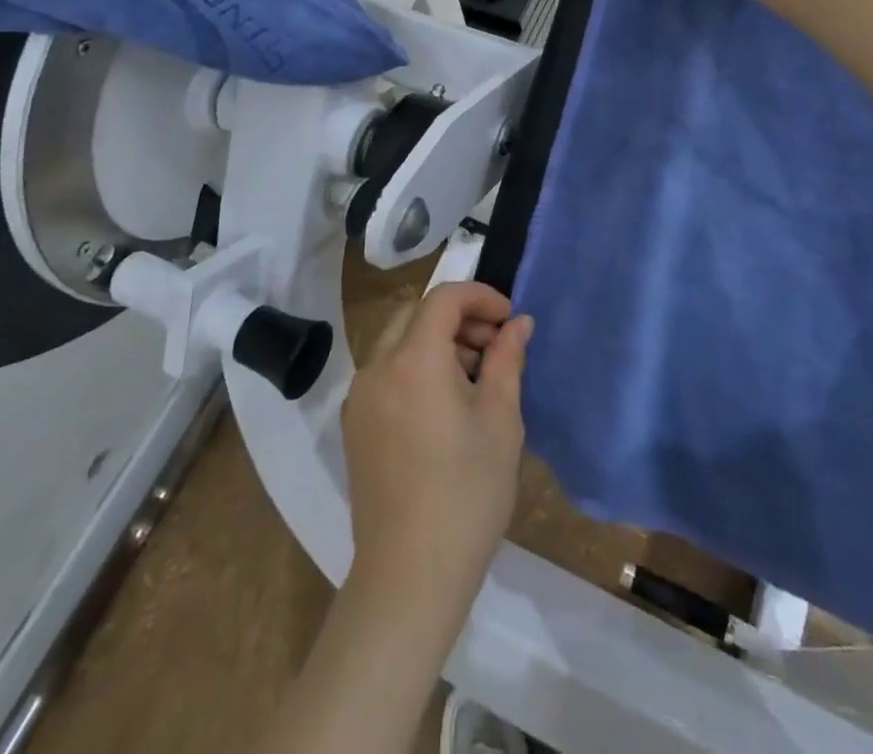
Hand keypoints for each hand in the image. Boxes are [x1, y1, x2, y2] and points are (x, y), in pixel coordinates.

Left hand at [342, 282, 532, 607]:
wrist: (409, 576)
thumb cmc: (467, 493)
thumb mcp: (501, 420)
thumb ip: (508, 359)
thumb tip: (519, 323)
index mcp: (414, 359)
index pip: (444, 298)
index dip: (481, 297)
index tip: (510, 320)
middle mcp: (377, 366)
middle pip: (416, 312)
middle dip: (458, 317)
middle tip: (494, 347)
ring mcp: (359, 396)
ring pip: (398, 340)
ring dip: (436, 340)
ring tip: (474, 378)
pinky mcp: (354, 424)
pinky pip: (385, 371)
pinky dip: (415, 365)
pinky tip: (442, 405)